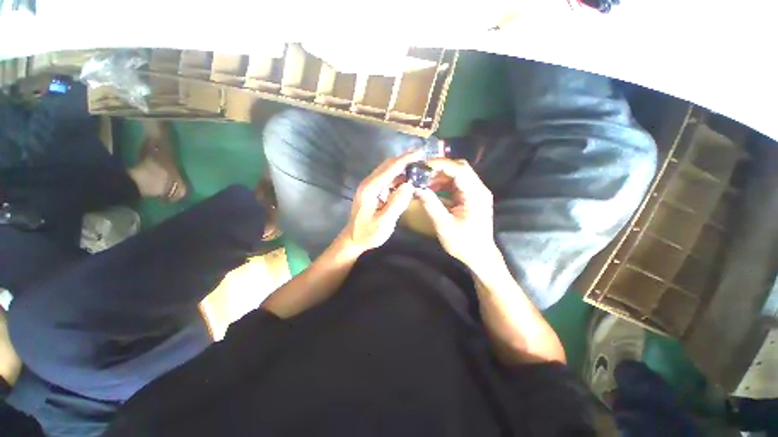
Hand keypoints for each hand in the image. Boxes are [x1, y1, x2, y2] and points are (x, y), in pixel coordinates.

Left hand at [339, 149, 424, 253]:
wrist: (353, 239)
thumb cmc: (368, 233)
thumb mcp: (383, 223)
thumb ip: (396, 204)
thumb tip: (409, 185)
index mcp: (370, 189)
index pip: (390, 168)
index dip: (406, 159)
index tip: (421, 153)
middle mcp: (369, 183)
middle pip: (388, 165)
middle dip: (405, 160)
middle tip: (423, 158)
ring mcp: (371, 187)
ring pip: (388, 171)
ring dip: (403, 168)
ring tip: (419, 168)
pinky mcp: (373, 191)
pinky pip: (388, 179)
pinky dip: (399, 177)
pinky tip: (409, 180)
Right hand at [417, 159, 499, 267]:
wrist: (479, 255)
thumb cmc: (464, 243)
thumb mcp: (444, 225)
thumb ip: (431, 205)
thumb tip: (416, 188)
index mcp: (476, 194)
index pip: (460, 170)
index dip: (441, 165)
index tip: (422, 166)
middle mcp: (478, 189)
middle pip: (459, 168)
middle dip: (439, 168)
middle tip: (420, 173)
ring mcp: (475, 192)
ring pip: (456, 175)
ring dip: (439, 176)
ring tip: (422, 181)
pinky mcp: (469, 197)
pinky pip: (455, 184)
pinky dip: (442, 184)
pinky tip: (431, 189)